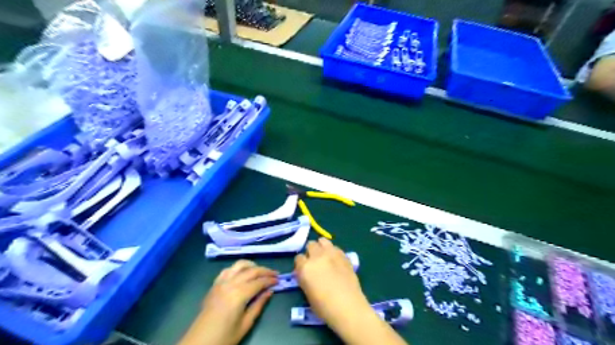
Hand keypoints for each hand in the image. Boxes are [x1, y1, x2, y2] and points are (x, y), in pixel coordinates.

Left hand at [179, 262, 276, 343]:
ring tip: (260, 271)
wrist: (198, 343)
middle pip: (251, 270)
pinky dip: (238, 268)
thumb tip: (269, 291)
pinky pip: (228, 270)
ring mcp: (221, 282)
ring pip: (239, 265)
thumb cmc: (224, 337)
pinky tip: (242, 273)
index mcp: (239, 294)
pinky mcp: (214, 285)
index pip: (259, 281)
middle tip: (275, 274)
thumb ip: (258, 305)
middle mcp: (230, 284)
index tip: (279, 280)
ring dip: (252, 265)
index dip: (270, 279)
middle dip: (265, 271)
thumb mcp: (245, 324)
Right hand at [295, 240, 407, 344]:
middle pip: (310, 245)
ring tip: (324, 256)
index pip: (298, 258)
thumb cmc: (324, 307)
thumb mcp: (307, 293)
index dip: (301, 264)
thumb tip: (305, 273)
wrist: (348, 307)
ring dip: (321, 247)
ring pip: (323, 241)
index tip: (304, 269)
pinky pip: (335, 247)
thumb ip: (304, 278)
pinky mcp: (343, 255)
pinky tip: (336, 261)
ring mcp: (331, 254)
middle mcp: (317, 257)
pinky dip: (333, 251)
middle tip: (314, 262)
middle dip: (311, 252)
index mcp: (305, 267)